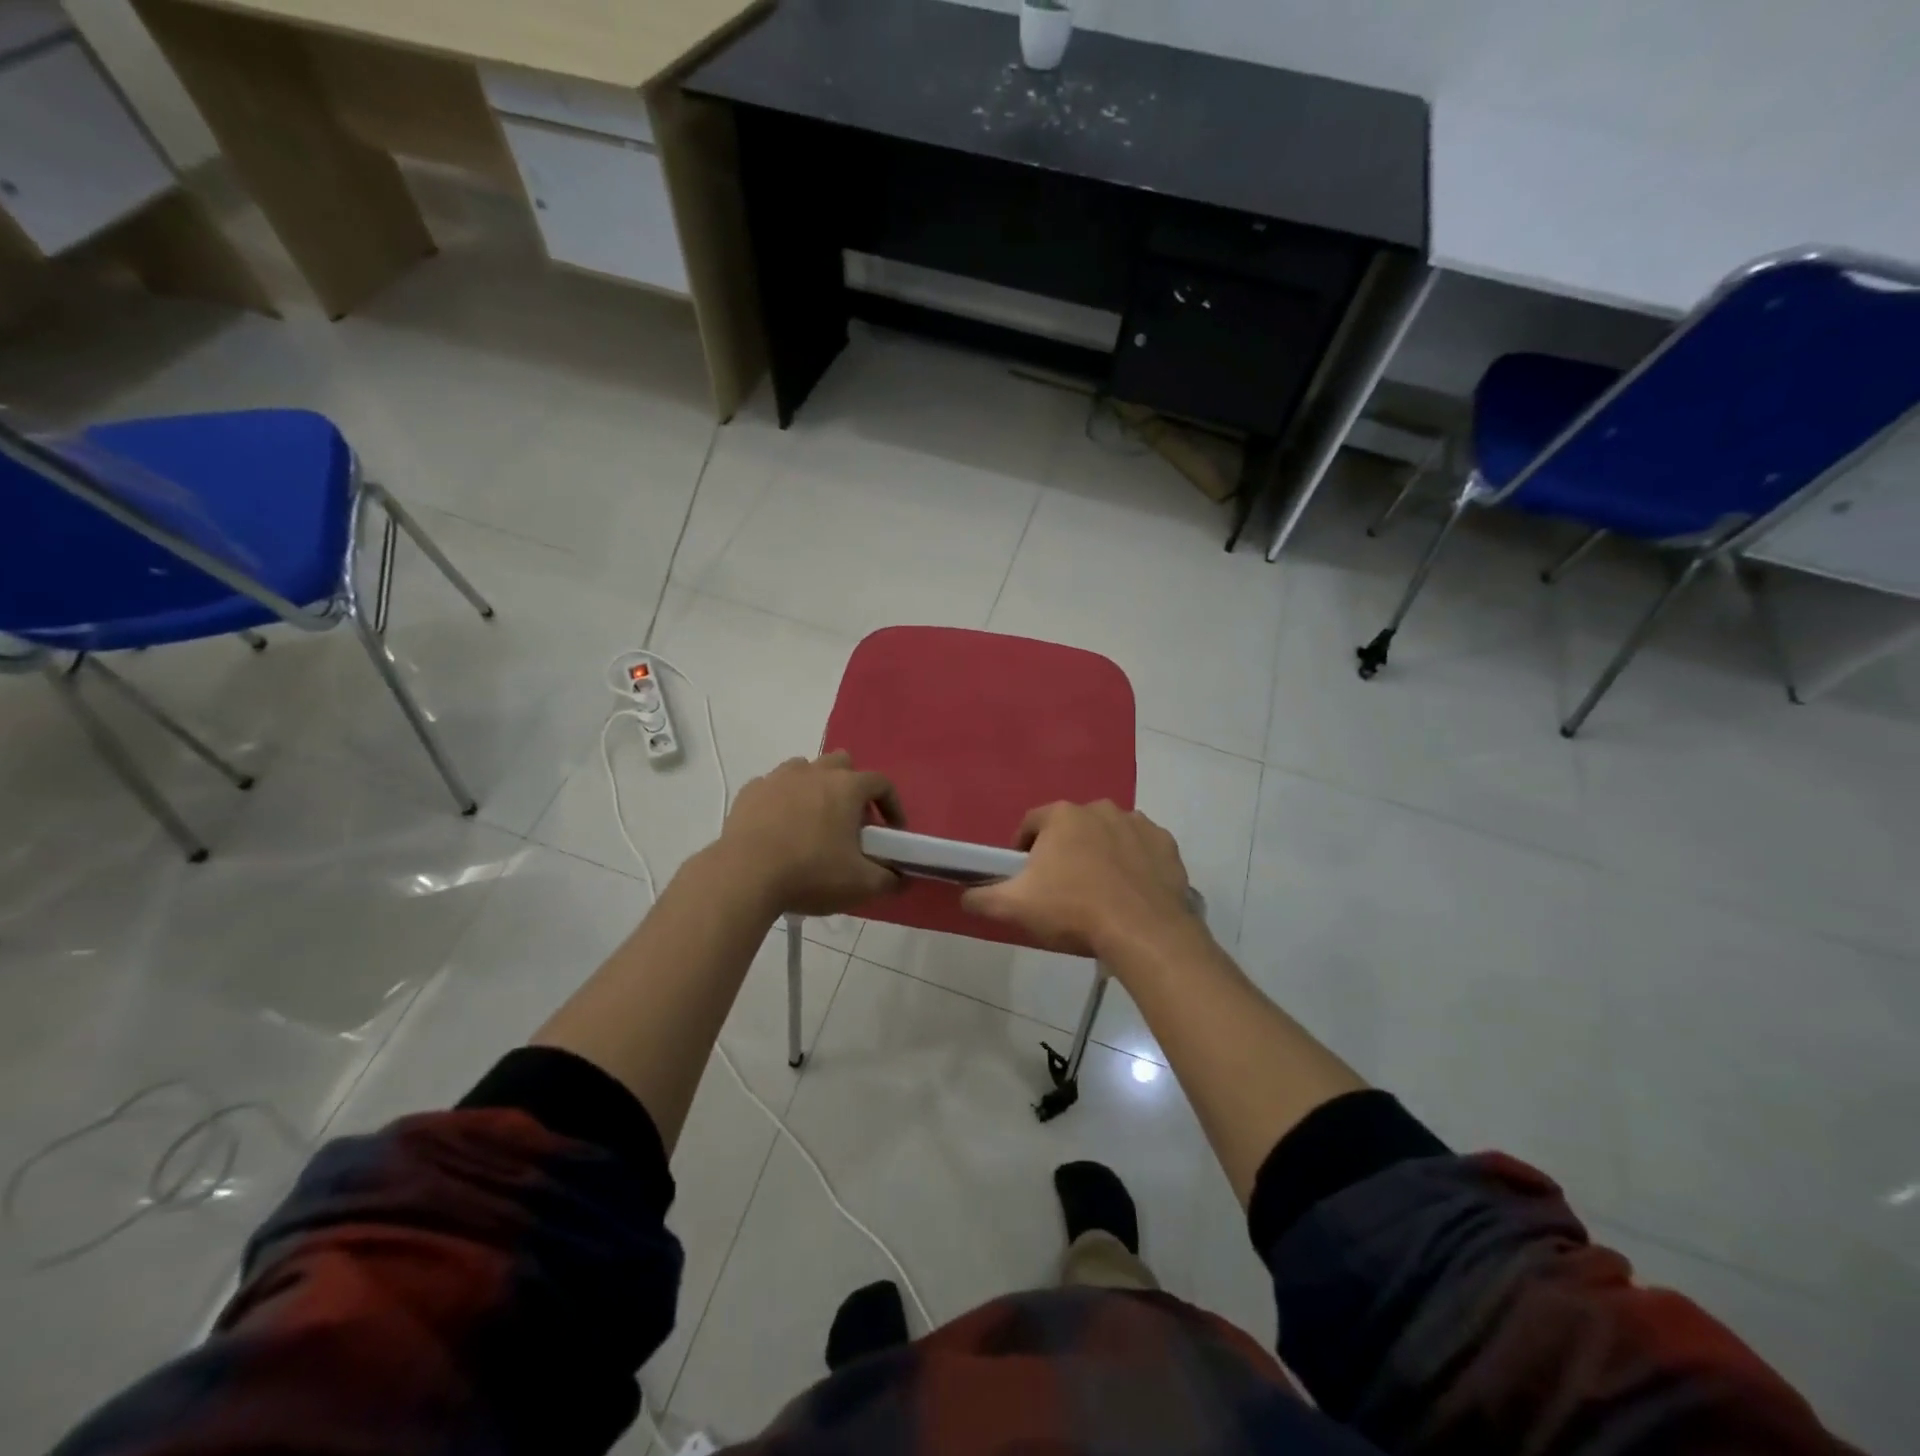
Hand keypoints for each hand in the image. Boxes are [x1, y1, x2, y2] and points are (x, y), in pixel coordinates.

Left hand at [719, 753, 903, 915]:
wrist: (744, 876)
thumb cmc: (811, 873)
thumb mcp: (860, 884)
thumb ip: (888, 879)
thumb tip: (901, 878)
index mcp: (847, 787)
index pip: (881, 783)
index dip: (892, 805)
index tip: (892, 831)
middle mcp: (815, 772)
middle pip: (842, 764)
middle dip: (851, 786)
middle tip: (850, 821)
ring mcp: (779, 777)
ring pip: (805, 769)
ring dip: (815, 788)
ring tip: (813, 821)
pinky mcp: (750, 791)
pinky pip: (774, 787)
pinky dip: (782, 800)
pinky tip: (779, 827)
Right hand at [960, 801, 1197, 958]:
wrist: (1143, 931)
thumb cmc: (1073, 911)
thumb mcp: (1015, 907)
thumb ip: (982, 898)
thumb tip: (965, 896)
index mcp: (1062, 816)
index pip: (1031, 825)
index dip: (1022, 849)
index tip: (1024, 876)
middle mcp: (1100, 808)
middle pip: (1071, 828)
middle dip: (1064, 851)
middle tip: (1061, 887)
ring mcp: (1137, 823)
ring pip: (1108, 835)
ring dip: (1100, 854)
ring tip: (1098, 891)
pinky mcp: (1165, 844)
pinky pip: (1141, 849)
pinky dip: (1134, 863)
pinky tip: (1130, 891)